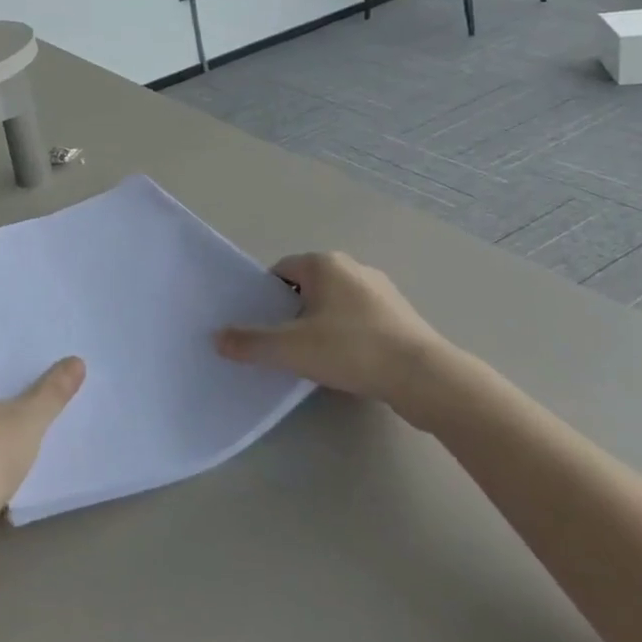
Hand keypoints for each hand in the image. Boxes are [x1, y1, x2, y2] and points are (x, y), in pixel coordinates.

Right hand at [216, 252, 456, 424]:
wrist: (425, 378)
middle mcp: (352, 267)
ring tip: (317, 359)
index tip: (265, 327)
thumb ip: (250, 342)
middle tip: (285, 345)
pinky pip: (360, 319)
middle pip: (306, 287)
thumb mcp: (291, 349)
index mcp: (324, 263)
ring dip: (321, 325)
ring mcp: (380, 290)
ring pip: (334, 304)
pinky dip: (348, 336)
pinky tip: (349, 364)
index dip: (267, 299)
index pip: (280, 272)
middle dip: (293, 313)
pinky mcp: (400, 315)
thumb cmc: (352, 350)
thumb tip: (217, 338)